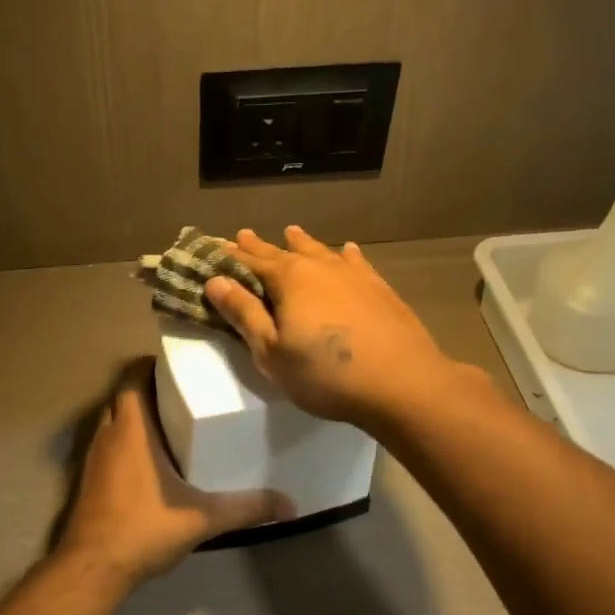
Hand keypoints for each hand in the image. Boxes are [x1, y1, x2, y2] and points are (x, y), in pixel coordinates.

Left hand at [56, 369, 288, 589]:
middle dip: (149, 391)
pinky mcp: (90, 479)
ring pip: (113, 421)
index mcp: (131, 429)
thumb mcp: (202, 518)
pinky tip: (152, 462)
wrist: (92, 568)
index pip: (132, 377)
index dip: (150, 365)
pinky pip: (109, 445)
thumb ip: (245, 508)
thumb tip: (290, 505)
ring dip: (136, 417)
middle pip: (124, 396)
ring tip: (173, 423)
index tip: (178, 367)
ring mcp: (94, 457)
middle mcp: (108, 434)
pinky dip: (127, 442)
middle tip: (184, 395)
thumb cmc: (143, 529)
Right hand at [205, 225, 465, 427]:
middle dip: (260, 246)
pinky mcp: (379, 288)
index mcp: (288, 279)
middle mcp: (319, 267)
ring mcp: (353, 274)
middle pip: (282, 252)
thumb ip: (244, 314)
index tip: (213, 248)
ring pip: (319, 251)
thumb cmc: (325, 374)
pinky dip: (345, 254)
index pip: (250, 262)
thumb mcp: (272, 352)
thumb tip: (215, 281)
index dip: (229, 256)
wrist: (402, 382)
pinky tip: (347, 250)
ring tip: (290, 231)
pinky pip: (355, 262)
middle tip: (242, 235)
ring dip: (301, 242)